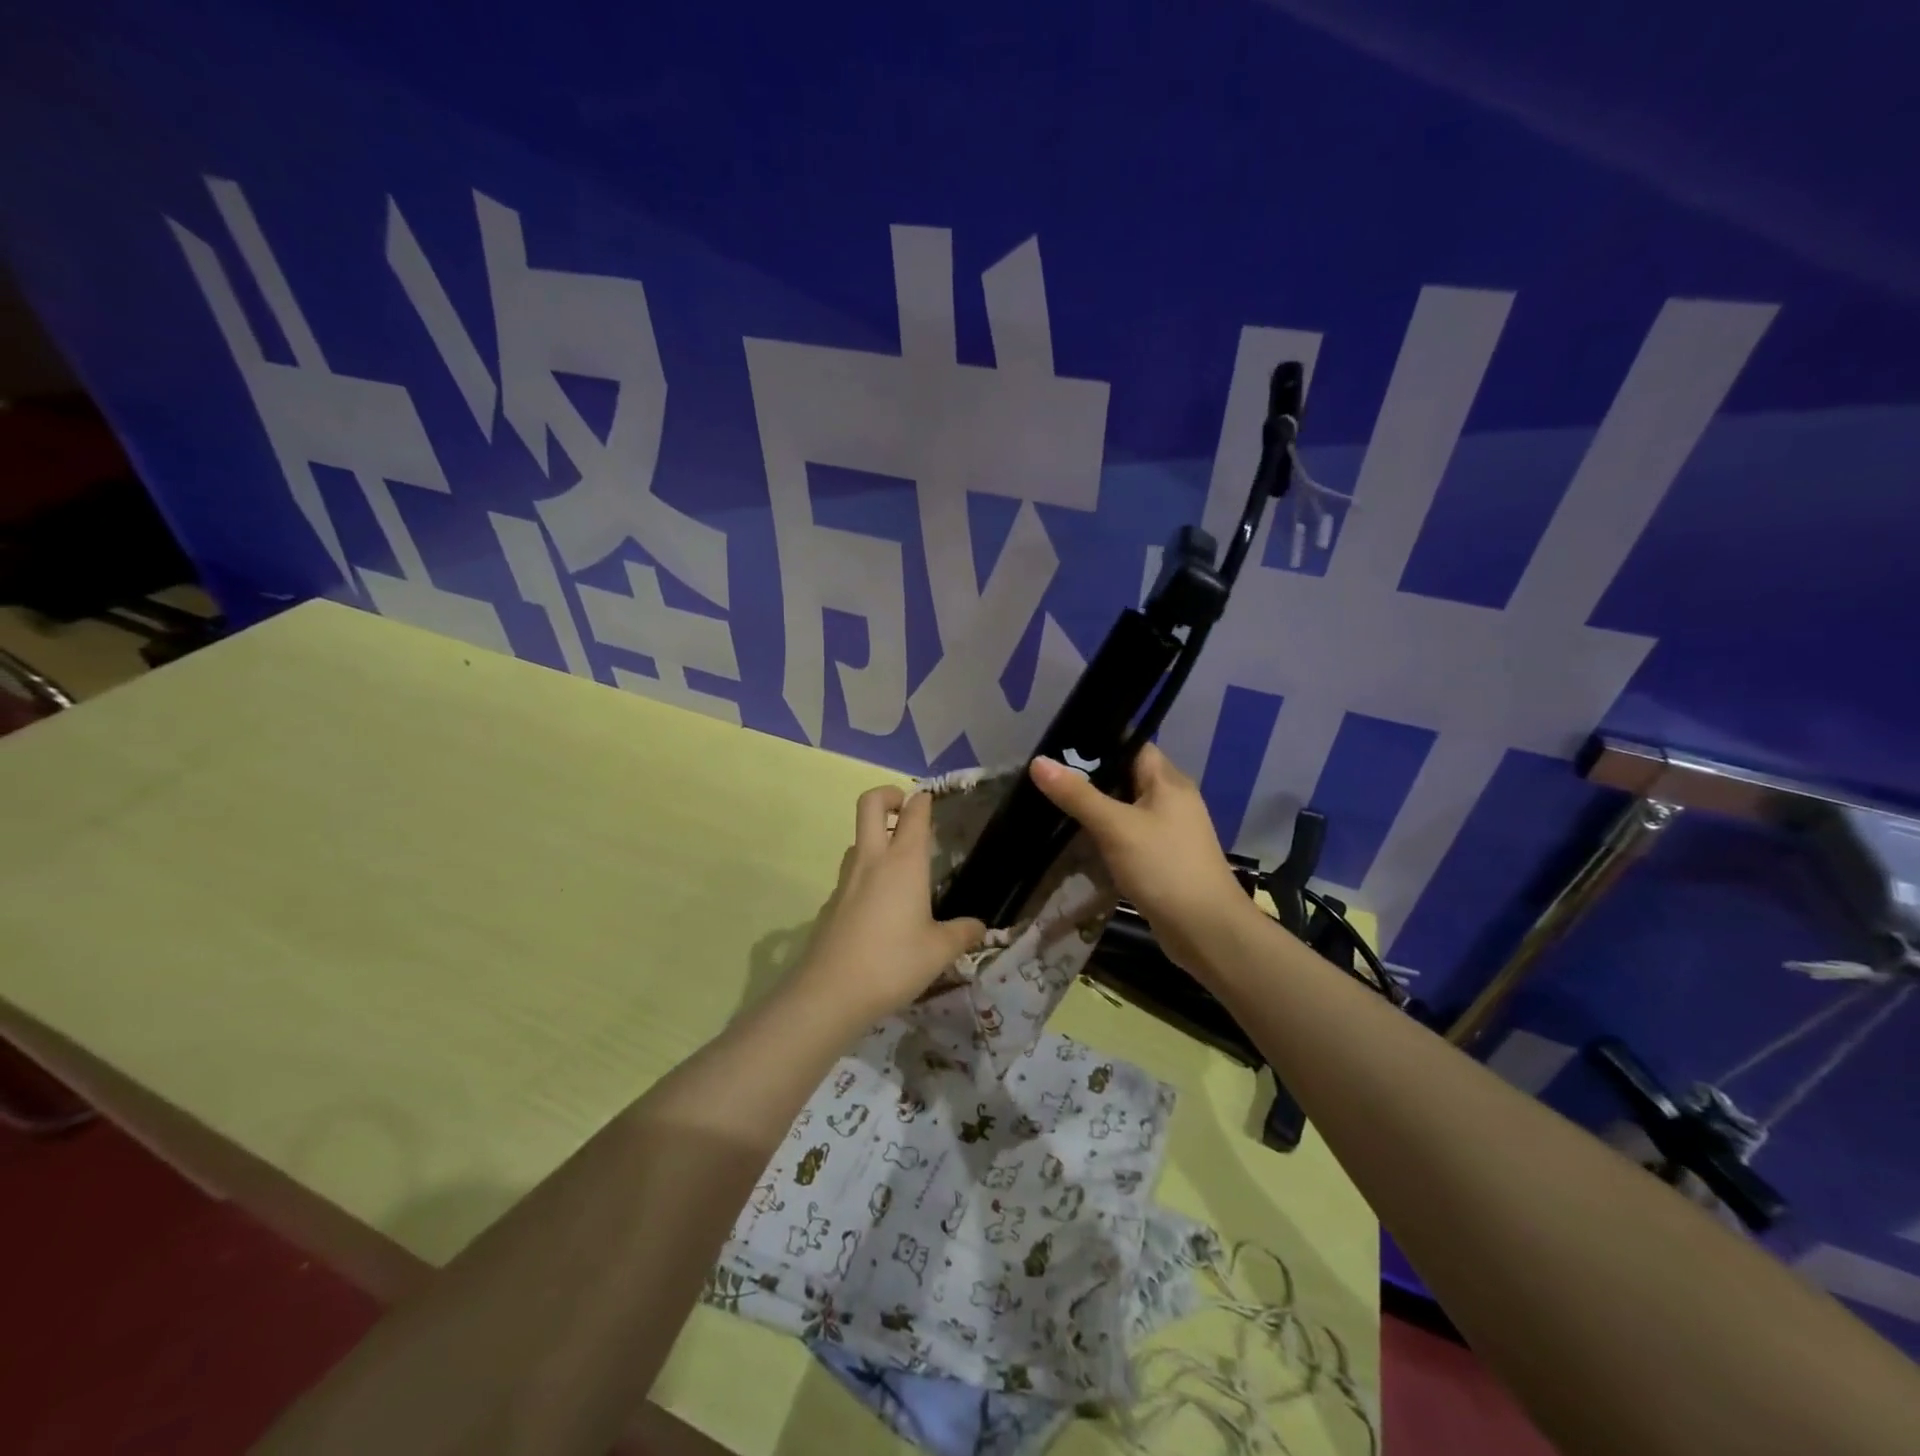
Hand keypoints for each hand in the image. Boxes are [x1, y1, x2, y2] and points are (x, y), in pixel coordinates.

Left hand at [789, 785, 986, 1024]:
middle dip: (888, 795)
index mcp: (904, 862)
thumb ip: (962, 933)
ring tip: (898, 863)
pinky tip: (879, 907)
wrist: (830, 992)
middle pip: (870, 804)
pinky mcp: (831, 902)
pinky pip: (850, 874)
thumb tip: (980, 926)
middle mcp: (873, 860)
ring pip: (857, 839)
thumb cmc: (893, 963)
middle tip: (906, 809)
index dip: (923, 800)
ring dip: (875, 837)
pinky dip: (865, 873)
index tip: (932, 800)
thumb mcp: (940, 951)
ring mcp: (846, 879)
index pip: (914, 813)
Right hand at [1029, 744, 1254, 975]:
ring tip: (1054, 807)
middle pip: (1126, 777)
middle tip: (1048, 780)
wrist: (1206, 930)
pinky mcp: (1163, 858)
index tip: (1059, 748)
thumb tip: (1039, 761)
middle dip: (1090, 779)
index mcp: (1168, 781)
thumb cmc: (1163, 867)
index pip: (1132, 745)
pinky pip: (1130, 836)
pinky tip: (1080, 842)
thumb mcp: (1115, 827)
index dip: (1098, 744)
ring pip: (1126, 809)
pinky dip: (1107, 836)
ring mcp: (1170, 831)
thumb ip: (1077, 794)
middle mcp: (1172, 799)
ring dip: (1097, 810)